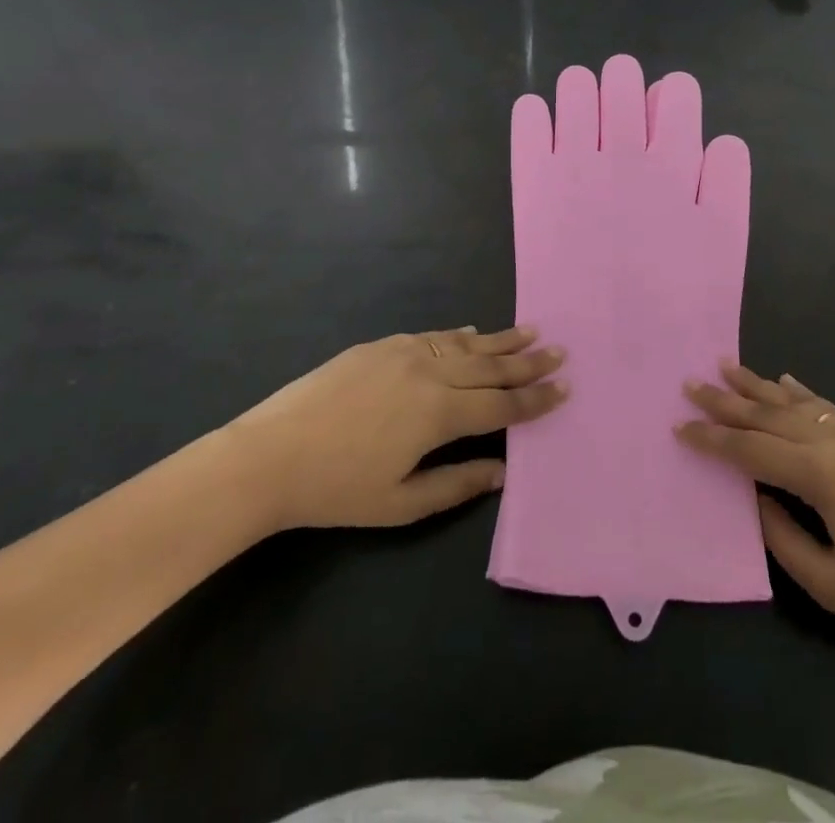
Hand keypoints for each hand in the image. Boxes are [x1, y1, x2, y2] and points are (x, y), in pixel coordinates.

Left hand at [229, 327, 566, 530]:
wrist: (270, 454)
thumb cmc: (336, 489)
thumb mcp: (400, 503)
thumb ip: (456, 484)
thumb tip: (503, 472)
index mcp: (438, 414)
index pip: (501, 406)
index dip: (535, 399)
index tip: (564, 388)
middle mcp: (429, 374)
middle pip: (490, 366)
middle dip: (527, 361)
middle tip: (559, 351)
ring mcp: (404, 353)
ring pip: (465, 344)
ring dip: (500, 339)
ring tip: (530, 330)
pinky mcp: (381, 346)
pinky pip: (432, 336)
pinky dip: (458, 335)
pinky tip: (471, 332)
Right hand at [677, 364, 834, 667]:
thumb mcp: (833, 583)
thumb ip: (783, 537)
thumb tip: (755, 499)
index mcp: (818, 474)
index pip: (750, 448)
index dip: (712, 439)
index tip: (679, 426)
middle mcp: (832, 439)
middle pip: (766, 414)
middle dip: (725, 401)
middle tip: (690, 384)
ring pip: (793, 400)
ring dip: (756, 385)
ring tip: (724, 367)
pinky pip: (823, 404)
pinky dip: (796, 390)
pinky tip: (783, 379)